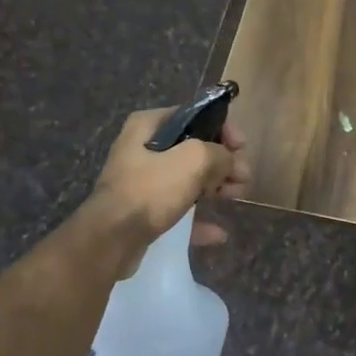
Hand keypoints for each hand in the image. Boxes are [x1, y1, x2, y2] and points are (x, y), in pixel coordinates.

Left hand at [85, 107, 251, 260]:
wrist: (111, 240)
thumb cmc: (151, 189)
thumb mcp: (193, 160)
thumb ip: (219, 154)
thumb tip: (230, 161)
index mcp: (148, 126)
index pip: (194, 115)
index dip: (222, 128)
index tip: (241, 146)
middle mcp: (142, 149)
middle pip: (193, 149)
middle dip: (222, 162)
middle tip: (244, 176)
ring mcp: (141, 182)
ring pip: (188, 179)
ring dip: (216, 187)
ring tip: (237, 197)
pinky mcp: (143, 213)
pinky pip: (178, 210)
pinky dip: (199, 219)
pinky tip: (219, 233)